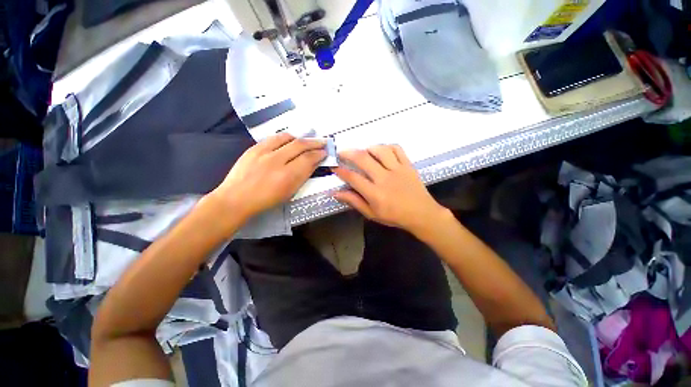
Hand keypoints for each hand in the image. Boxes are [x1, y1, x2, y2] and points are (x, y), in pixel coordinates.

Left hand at [210, 133, 325, 219]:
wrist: (236, 199)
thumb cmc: (266, 200)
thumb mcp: (289, 192)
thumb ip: (302, 176)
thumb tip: (313, 163)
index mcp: (287, 177)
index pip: (308, 159)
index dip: (319, 154)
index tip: (325, 152)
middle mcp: (277, 161)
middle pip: (300, 145)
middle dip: (314, 143)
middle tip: (323, 142)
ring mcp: (263, 152)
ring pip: (287, 138)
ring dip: (301, 138)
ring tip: (308, 140)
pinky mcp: (253, 148)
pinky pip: (273, 138)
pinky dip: (286, 137)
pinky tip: (290, 139)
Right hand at [332, 145, 447, 234]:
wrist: (421, 214)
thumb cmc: (394, 216)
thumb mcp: (371, 213)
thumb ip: (354, 201)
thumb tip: (336, 193)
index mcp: (375, 193)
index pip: (353, 178)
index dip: (341, 171)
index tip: (335, 167)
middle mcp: (384, 178)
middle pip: (363, 159)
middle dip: (349, 153)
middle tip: (342, 152)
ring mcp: (397, 169)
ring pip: (380, 150)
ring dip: (368, 148)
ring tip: (363, 152)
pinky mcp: (407, 165)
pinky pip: (397, 149)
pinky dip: (387, 146)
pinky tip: (382, 151)